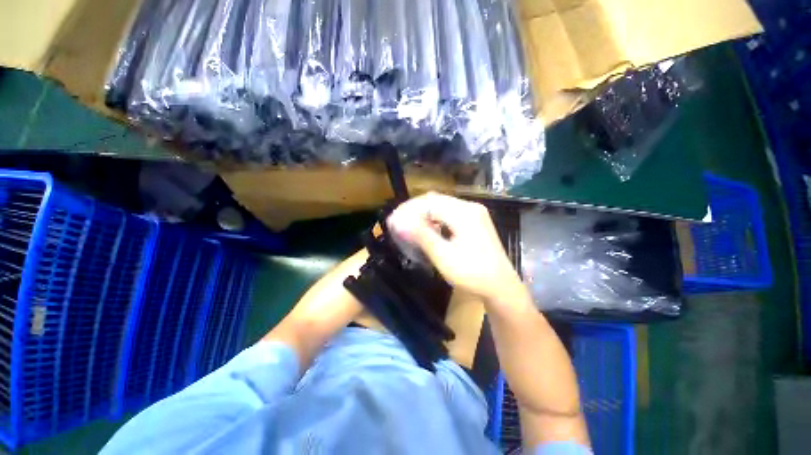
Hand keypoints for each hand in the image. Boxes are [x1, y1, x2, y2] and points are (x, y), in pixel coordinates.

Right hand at [387, 193, 523, 301]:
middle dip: (414, 209)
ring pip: (442, 205)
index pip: (429, 203)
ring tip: (409, 224)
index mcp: (464, 214)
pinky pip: (450, 212)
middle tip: (398, 222)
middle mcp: (470, 207)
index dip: (409, 210)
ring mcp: (474, 213)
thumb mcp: (444, 257)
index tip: (393, 220)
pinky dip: (435, 217)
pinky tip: (428, 227)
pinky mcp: (475, 220)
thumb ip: (422, 236)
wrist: (502, 286)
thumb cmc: (473, 274)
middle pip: (436, 200)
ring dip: (424, 213)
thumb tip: (399, 222)